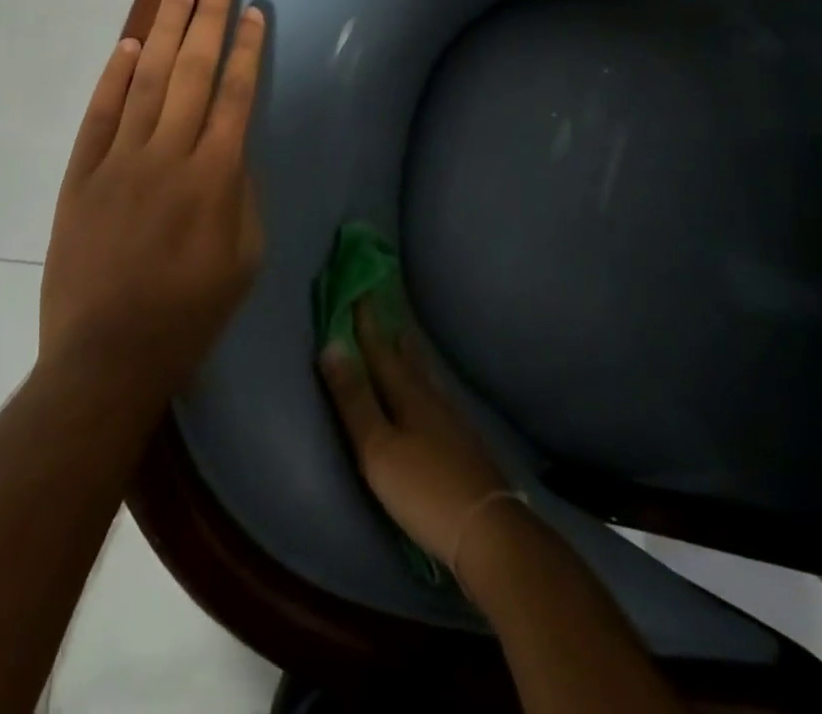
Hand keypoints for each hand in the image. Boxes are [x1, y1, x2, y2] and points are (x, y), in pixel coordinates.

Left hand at [40, 0, 266, 397]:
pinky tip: (128, 45)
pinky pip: (99, 115)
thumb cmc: (188, 314)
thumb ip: (244, 194)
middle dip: (209, 21)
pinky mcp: (80, 175)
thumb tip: (233, 148)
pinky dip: (113, 77)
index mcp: (215, 178)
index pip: (235, 95)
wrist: (106, 357)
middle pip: (193, 73)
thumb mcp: (244, 260)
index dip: (246, 49)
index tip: (254, 12)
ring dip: (165, 32)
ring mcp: (118, 161)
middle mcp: (168, 156)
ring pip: (146, 81)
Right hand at [319, 303, 509, 569]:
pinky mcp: (467, 447)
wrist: (490, 532)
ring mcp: (454, 423)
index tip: (359, 289)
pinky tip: (435, 396)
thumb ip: (354, 400)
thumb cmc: (424, 490)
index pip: (381, 351)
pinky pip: (440, 400)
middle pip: (408, 360)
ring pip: (428, 379)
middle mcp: (432, 400)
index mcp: (408, 396)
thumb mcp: (377, 449)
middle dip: (392, 335)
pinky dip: (429, 385)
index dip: (367, 324)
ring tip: (407, 340)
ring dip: (414, 357)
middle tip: (387, 308)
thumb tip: (331, 345)